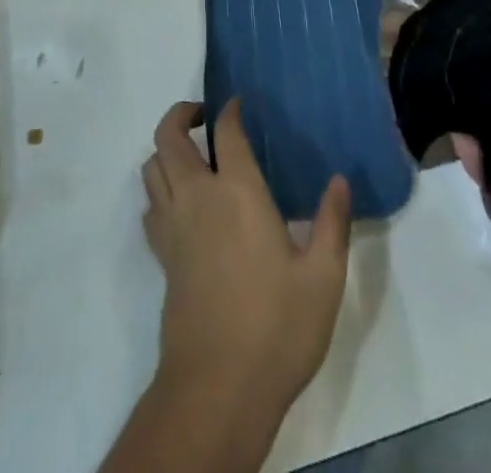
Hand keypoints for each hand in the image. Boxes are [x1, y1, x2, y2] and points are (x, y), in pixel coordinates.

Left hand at [141, 100, 352, 413]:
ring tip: (190, 155)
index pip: (226, 131)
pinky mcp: (162, 256)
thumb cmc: (276, 327)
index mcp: (238, 191)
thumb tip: (340, 180)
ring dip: (165, 150)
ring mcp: (174, 226)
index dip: (229, 110)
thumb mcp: (323, 278)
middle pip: (169, 137)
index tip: (238, 104)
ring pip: (152, 167)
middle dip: (181, 114)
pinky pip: (150, 205)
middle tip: (203, 117)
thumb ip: (332, 223)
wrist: (218, 387)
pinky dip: (159, 190)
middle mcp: (198, 196)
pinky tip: (182, 205)